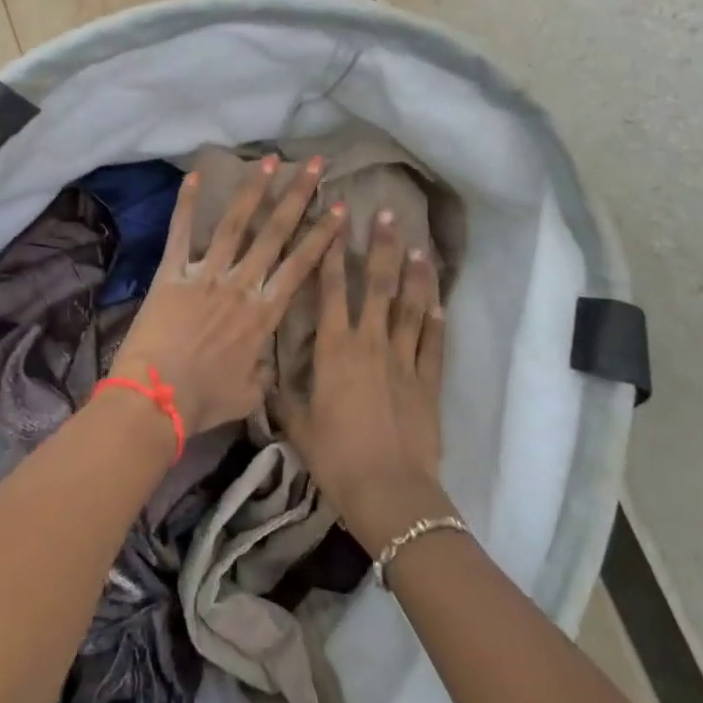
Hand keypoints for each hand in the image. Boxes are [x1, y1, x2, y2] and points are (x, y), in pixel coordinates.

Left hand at [111, 155, 344, 438]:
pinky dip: (186, 204)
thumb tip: (266, 363)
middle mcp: (241, 286)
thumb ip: (263, 372)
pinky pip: (180, 233)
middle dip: (297, 197)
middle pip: (275, 234)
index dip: (323, 235)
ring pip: (235, 225)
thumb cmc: (204, 401)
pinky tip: (194, 174)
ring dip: (253, 191)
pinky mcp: (171, 274)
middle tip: (315, 165)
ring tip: (270, 161)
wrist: (156, 399)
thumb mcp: (248, 393)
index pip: (301, 266)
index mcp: (264, 314)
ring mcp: (205, 276)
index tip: (341, 207)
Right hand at [280, 208, 452, 554]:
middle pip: (379, 286)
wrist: (387, 488)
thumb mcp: (297, 424)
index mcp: (334, 349)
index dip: (333, 253)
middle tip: (388, 214)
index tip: (335, 221)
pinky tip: (439, 299)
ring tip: (419, 247)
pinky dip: (437, 319)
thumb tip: (263, 375)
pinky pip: (433, 343)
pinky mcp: (429, 382)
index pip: (333, 289)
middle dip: (381, 247)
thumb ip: (281, 394)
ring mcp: (404, 360)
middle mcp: (371, 343)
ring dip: (415, 275)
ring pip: (412, 307)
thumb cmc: (334, 455)